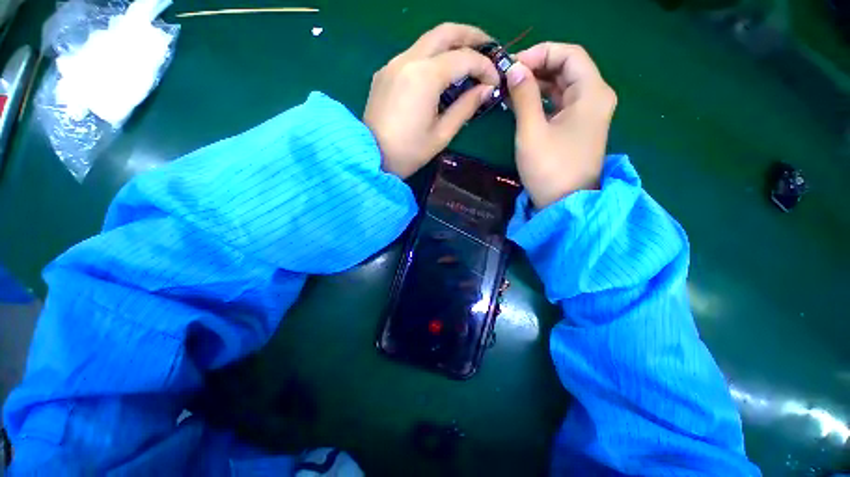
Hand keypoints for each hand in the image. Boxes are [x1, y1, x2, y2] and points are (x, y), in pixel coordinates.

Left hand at [364, 23, 500, 178]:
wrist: (369, 157)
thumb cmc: (408, 152)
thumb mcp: (441, 134)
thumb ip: (465, 107)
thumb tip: (486, 90)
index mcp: (424, 76)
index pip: (464, 58)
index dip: (485, 67)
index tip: (495, 82)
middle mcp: (408, 59)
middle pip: (445, 32)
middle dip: (471, 36)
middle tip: (489, 50)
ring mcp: (393, 64)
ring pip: (428, 40)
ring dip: (451, 45)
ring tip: (468, 61)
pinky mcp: (385, 72)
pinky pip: (414, 55)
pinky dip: (433, 57)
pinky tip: (440, 74)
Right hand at [505, 43, 616, 208]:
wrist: (565, 204)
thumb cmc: (549, 168)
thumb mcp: (532, 131)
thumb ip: (524, 96)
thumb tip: (514, 69)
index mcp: (592, 92)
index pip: (569, 54)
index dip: (540, 53)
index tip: (513, 66)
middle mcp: (595, 97)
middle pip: (567, 68)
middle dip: (537, 67)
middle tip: (508, 77)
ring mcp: (588, 113)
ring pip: (563, 85)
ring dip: (537, 83)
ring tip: (510, 89)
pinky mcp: (578, 127)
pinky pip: (561, 103)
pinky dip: (542, 99)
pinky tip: (522, 103)